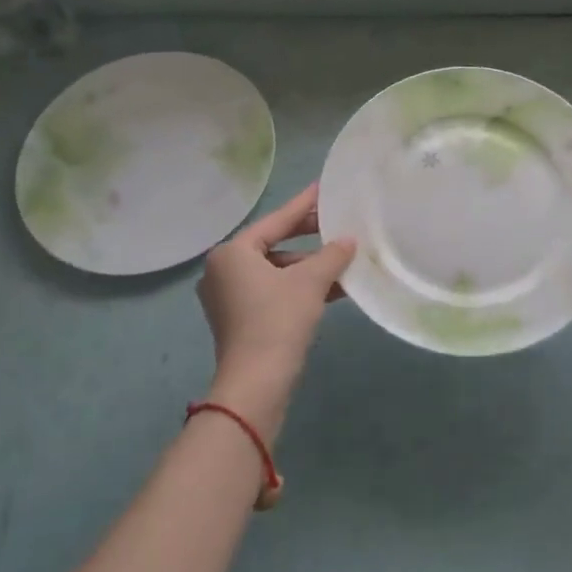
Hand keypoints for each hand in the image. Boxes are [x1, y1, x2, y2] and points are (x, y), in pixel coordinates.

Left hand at [197, 184, 354, 431]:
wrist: (256, 384)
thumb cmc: (278, 321)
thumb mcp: (311, 282)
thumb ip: (331, 255)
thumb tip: (348, 241)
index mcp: (232, 252)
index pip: (276, 220)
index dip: (303, 204)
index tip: (322, 187)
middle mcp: (223, 269)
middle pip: (273, 244)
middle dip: (308, 238)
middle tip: (337, 222)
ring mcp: (228, 296)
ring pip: (275, 270)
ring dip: (308, 267)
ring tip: (342, 259)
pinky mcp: (238, 319)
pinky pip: (272, 290)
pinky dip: (298, 287)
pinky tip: (332, 287)